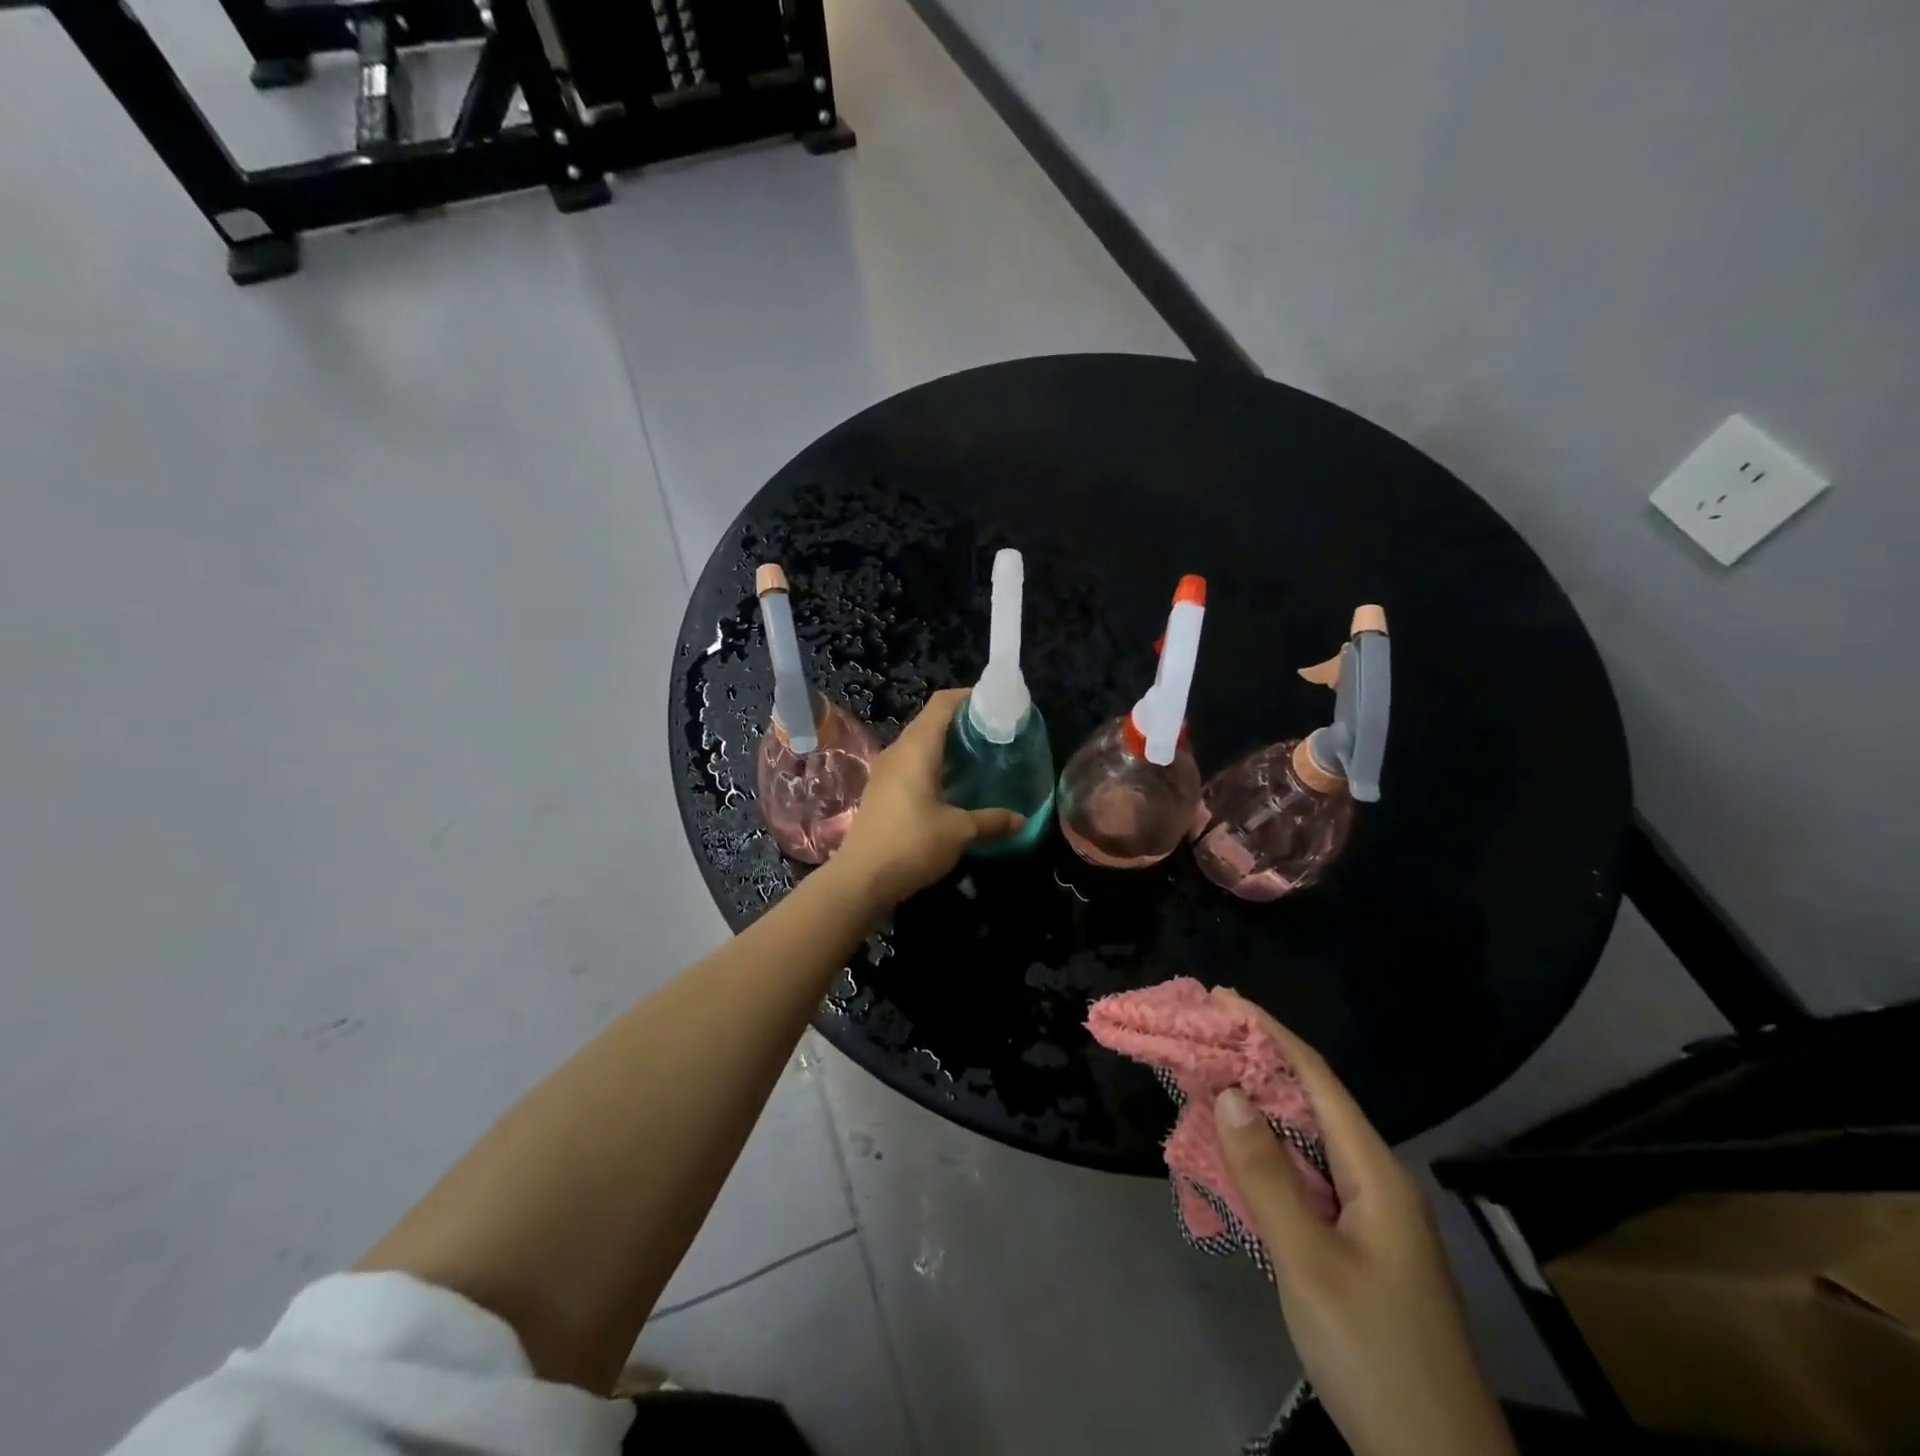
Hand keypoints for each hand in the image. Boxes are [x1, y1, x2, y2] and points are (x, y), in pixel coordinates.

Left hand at [827, 690, 1023, 906]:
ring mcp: (886, 770)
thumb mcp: (959, 832)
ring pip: (920, 743)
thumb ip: (991, 821)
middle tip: (995, 733)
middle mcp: (898, 751)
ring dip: (948, 744)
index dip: (968, 697)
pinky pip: (911, 763)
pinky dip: (934, 763)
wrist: (860, 879)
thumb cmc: (911, 845)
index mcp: (917, 748)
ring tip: (979, 756)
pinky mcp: (881, 790)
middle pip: (931, 721)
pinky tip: (953, 784)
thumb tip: (1021, 819)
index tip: (996, 704)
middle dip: (963, 722)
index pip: (942, 704)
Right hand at [1210, 990, 1516, 1455]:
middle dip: (1259, 1059)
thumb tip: (1228, 1092)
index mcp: (1376, 1171)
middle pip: (1312, 1100)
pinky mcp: (1358, 1243)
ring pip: (1307, 1137)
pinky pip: (1305, 1173)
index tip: (1222, 998)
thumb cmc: (1375, 1354)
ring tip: (1210, 1073)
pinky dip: (1266, 1148)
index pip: (1316, 1078)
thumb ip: (1267, 1175)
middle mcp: (1376, 1179)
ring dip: (1259, 1102)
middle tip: (1204, 1030)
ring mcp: (1371, 1214)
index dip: (1268, 1031)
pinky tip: (1237, 1147)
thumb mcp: (1310, 1264)